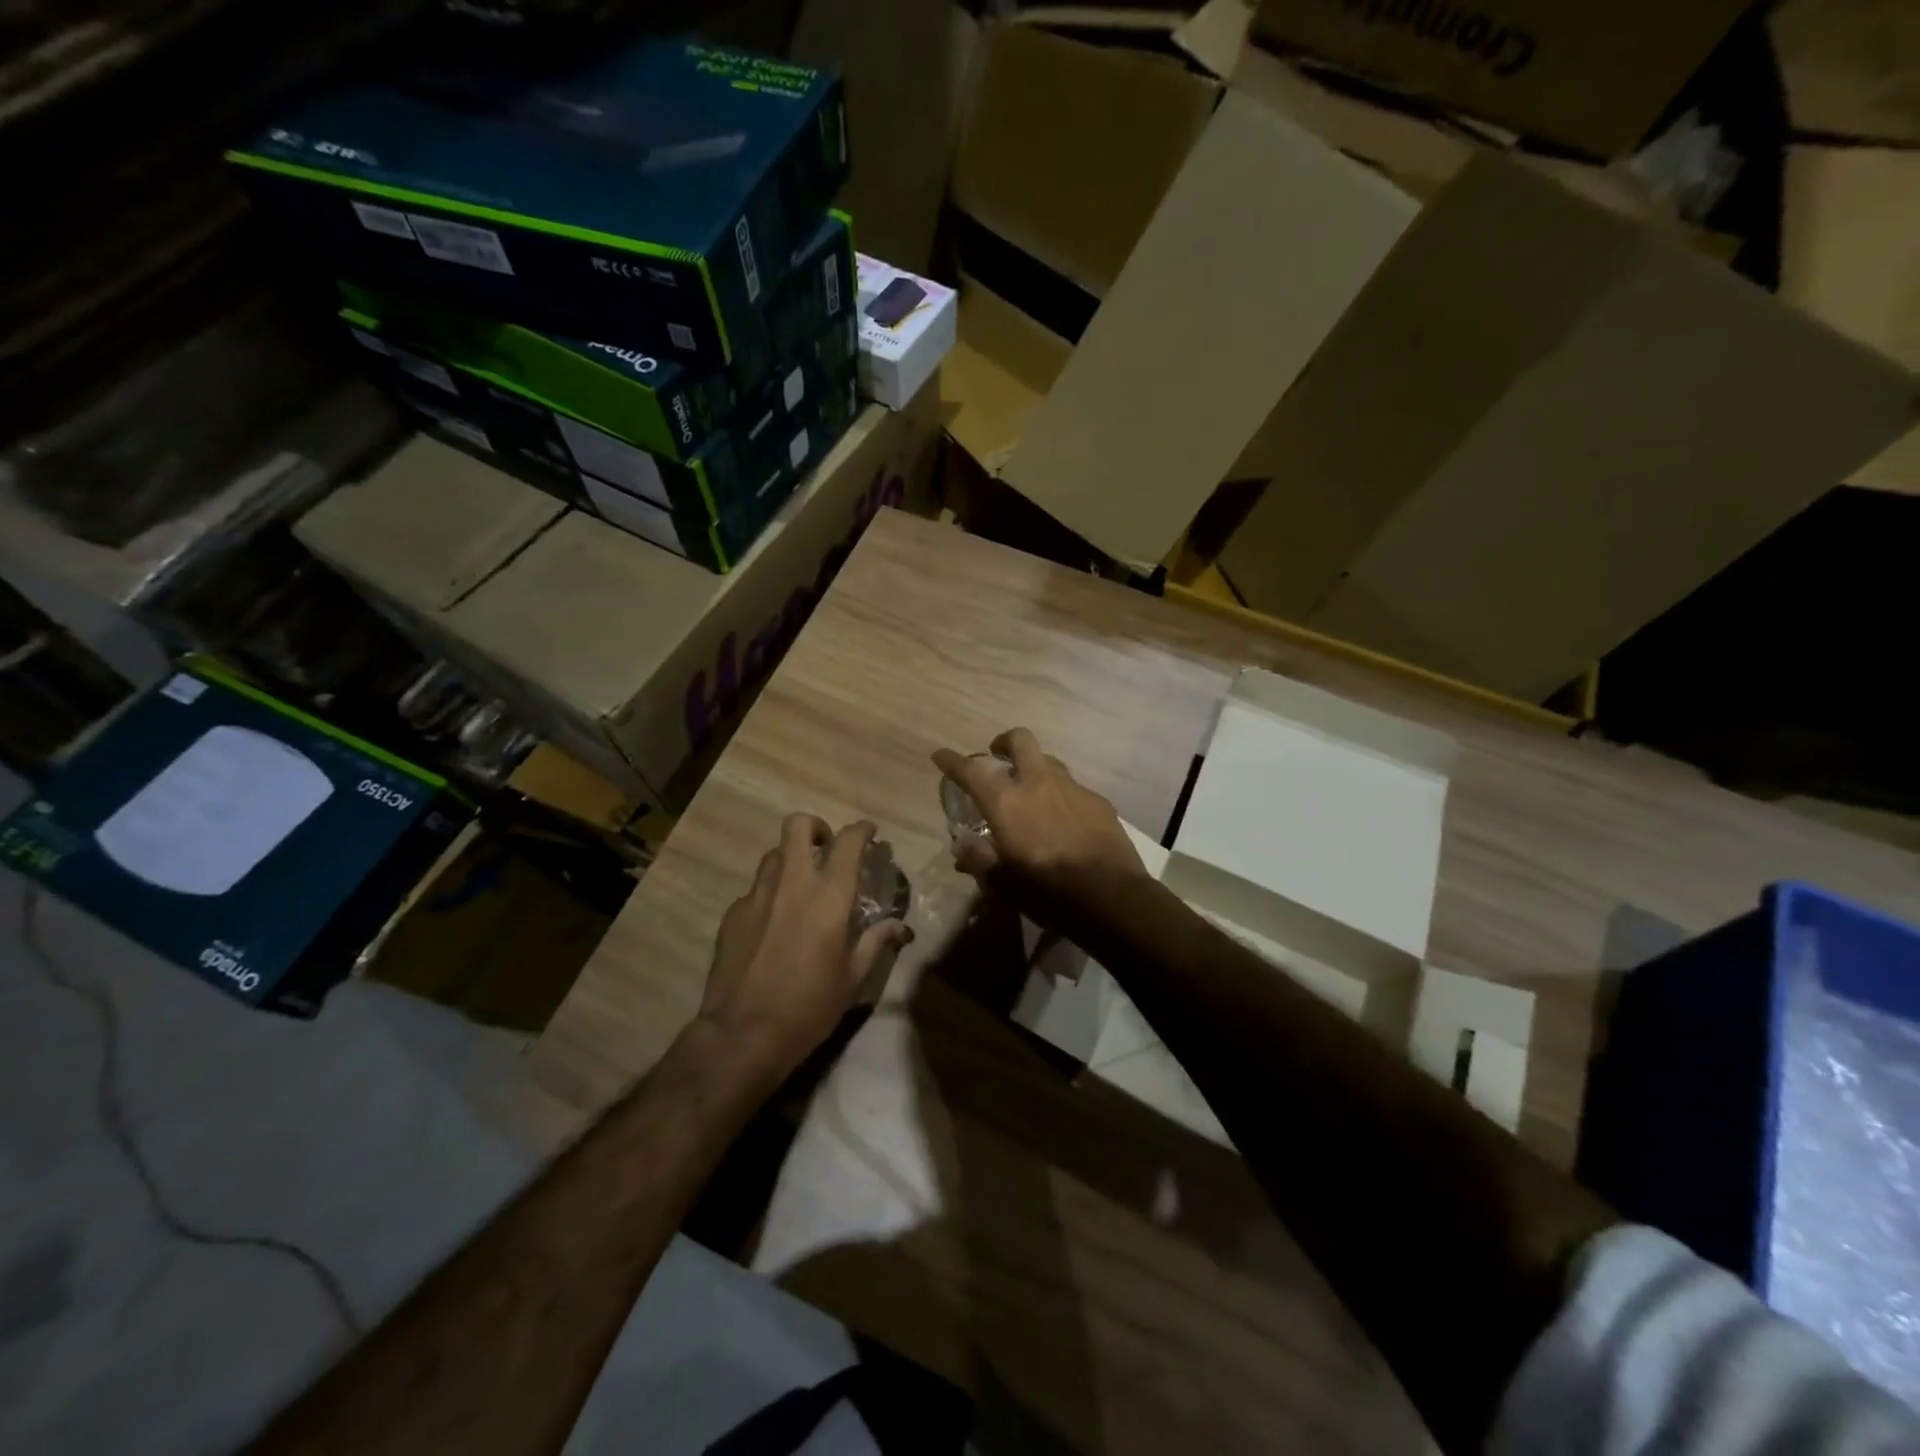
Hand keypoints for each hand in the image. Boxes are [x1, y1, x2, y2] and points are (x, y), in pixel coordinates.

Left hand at [699, 814, 909, 1081]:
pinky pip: (755, 889)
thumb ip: (875, 943)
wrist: (743, 1034)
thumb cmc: (809, 1007)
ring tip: (801, 886)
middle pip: (798, 825)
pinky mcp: (733, 914)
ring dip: (791, 859)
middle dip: (816, 828)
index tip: (870, 834)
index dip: (862, 830)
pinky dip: (770, 894)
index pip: (848, 841)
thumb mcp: (853, 979)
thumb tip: (898, 927)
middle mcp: (792, 883)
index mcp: (829, 895)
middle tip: (827, 848)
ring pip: (774, 854)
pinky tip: (774, 924)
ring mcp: (757, 895)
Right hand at [932, 728, 1149, 927]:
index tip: (941, 755)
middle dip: (1005, 742)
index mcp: (1006, 803)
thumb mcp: (1003, 884)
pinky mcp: (1098, 800)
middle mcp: (1037, 783)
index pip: (970, 771)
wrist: (1111, 897)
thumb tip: (963, 848)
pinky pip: (1073, 788)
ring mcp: (1072, 788)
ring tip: (1033, 792)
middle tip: (998, 757)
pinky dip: (1061, 796)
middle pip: (1020, 740)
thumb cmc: (1047, 892)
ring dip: (1035, 768)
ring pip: (1049, 761)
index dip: (952, 761)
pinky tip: (1065, 820)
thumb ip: (980, 860)